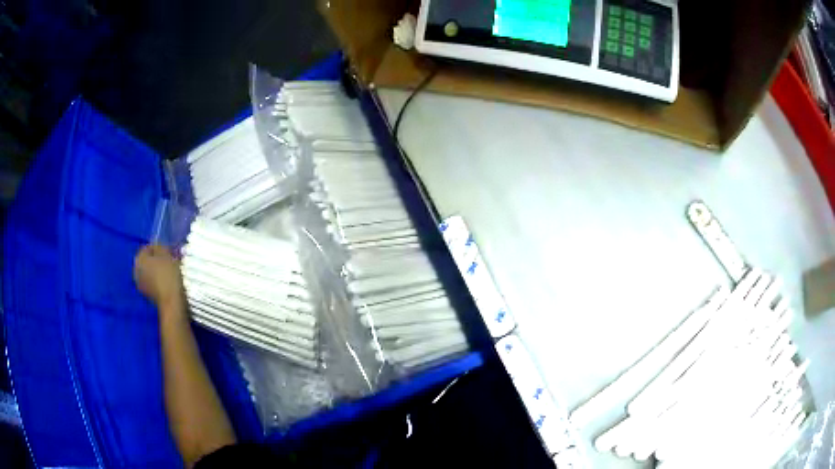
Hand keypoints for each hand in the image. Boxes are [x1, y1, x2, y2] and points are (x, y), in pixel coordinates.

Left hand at [134, 244, 184, 310]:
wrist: (171, 301)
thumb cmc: (168, 274)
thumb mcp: (167, 254)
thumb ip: (160, 247)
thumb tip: (158, 248)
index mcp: (139, 258)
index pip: (148, 248)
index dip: (159, 248)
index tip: (169, 251)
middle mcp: (135, 270)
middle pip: (147, 260)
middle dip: (156, 259)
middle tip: (169, 260)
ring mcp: (140, 284)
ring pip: (149, 271)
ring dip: (157, 270)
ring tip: (169, 271)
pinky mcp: (146, 294)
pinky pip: (151, 281)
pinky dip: (157, 280)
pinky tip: (166, 281)